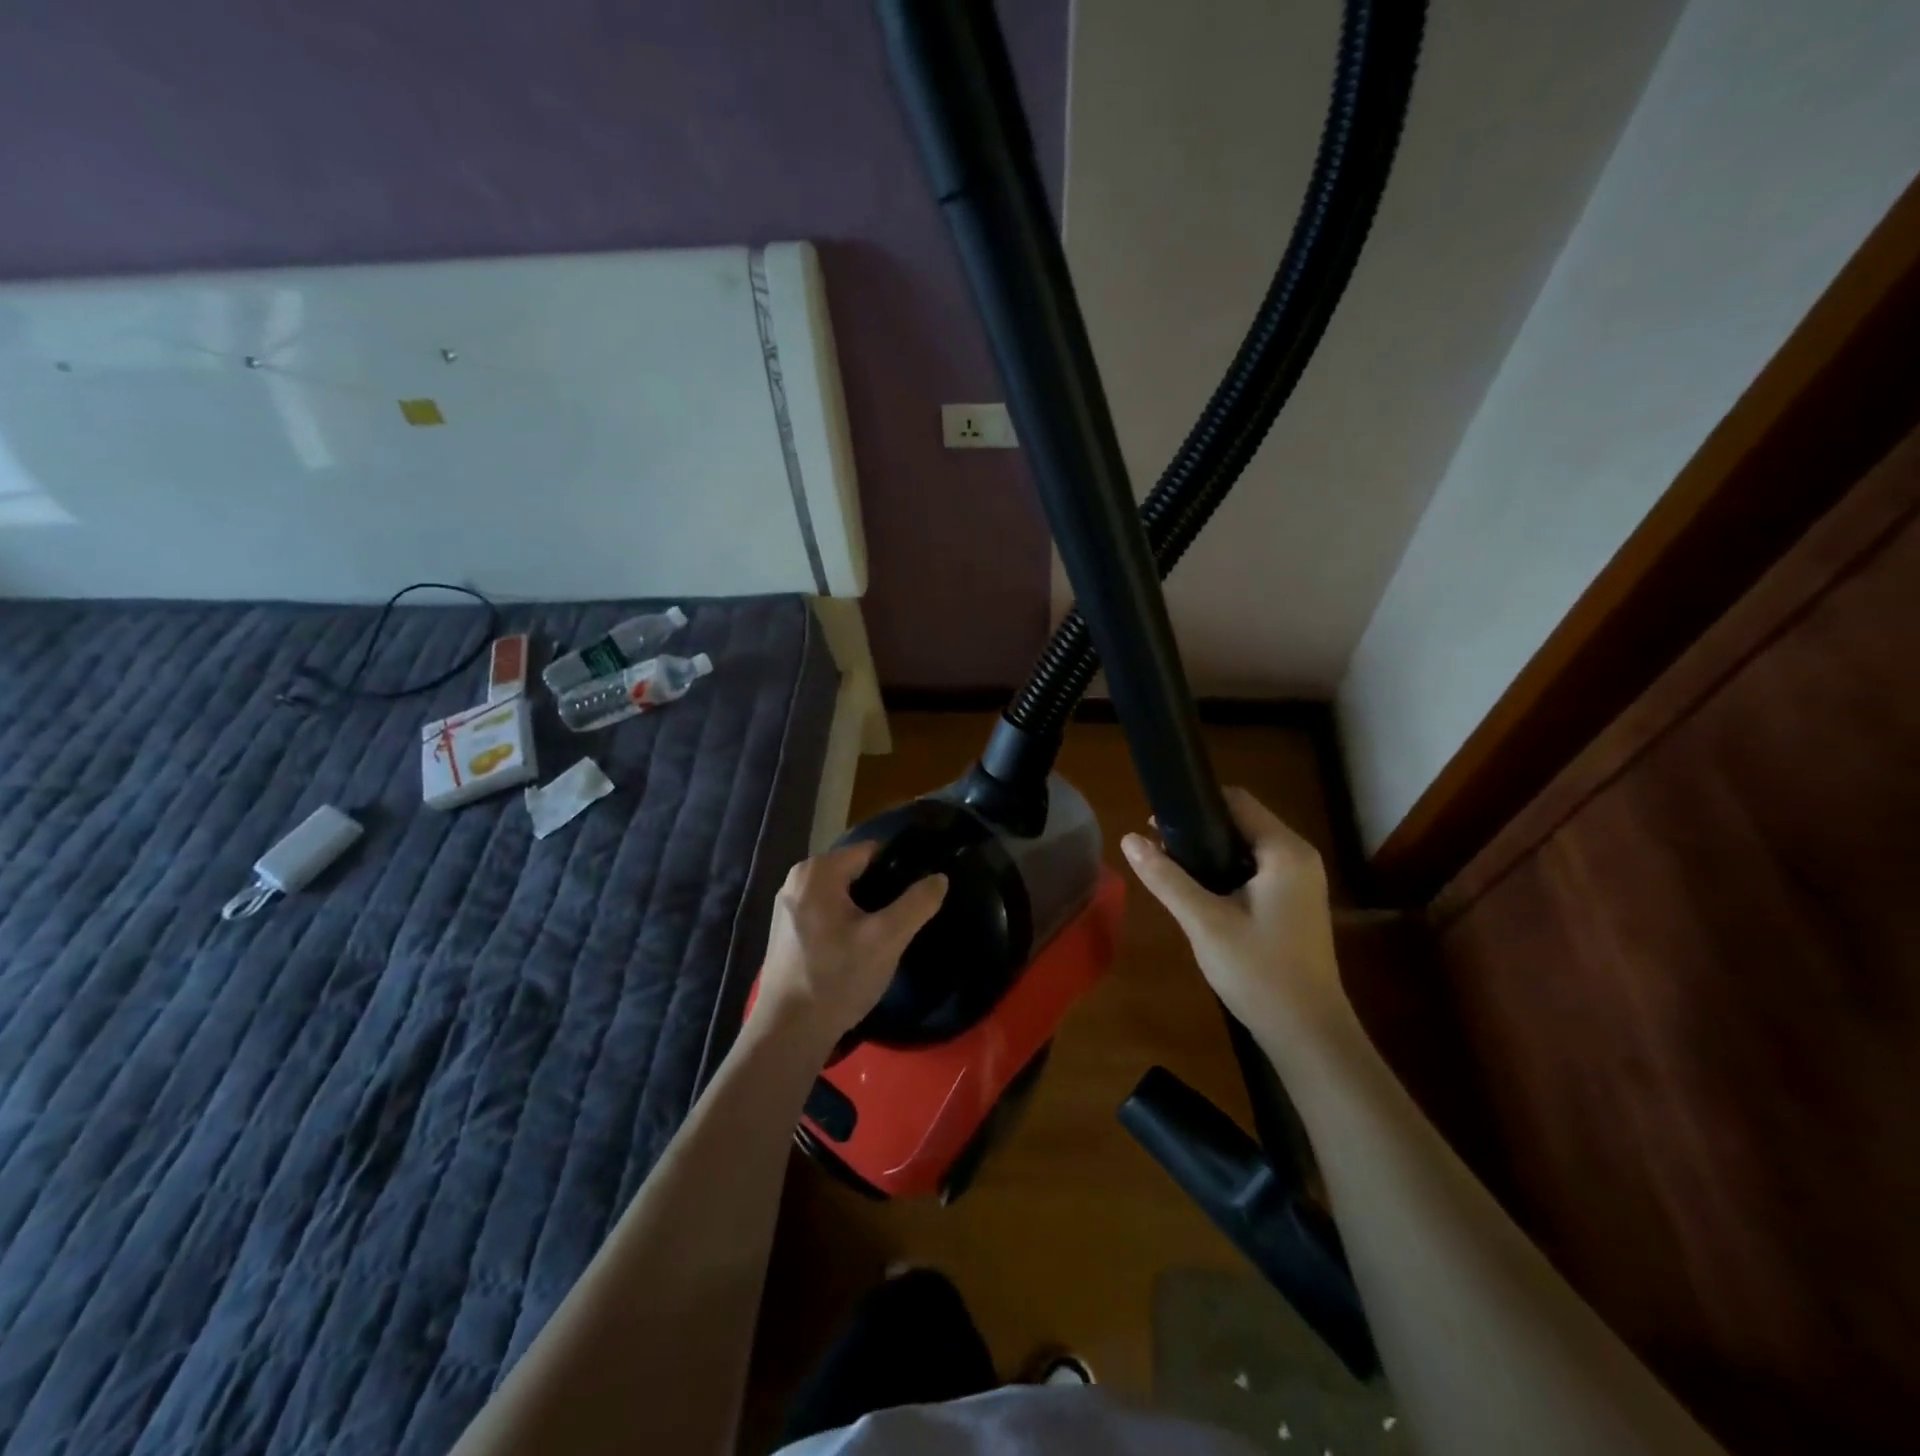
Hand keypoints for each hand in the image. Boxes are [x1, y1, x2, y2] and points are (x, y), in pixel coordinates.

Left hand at [756, 842, 947, 1050]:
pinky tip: (859, 948)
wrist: (788, 1032)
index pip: (872, 851)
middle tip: (906, 918)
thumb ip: (917, 903)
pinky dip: (845, 922)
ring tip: (887, 934)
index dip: (900, 868)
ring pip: (842, 894)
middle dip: (882, 890)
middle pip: (856, 872)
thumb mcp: (887, 939)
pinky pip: (826, 912)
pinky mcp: (786, 931)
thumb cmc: (838, 978)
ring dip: (865, 909)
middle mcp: (797, 879)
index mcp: (818, 871)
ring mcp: (788, 906)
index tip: (919, 892)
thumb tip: (939, 878)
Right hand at [1121, 787, 1353, 1054]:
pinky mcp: (1295, 904)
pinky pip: (1255, 870)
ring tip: (1171, 871)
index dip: (1194, 805)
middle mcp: (1298, 857)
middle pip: (1242, 822)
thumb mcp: (1204, 922)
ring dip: (1210, 853)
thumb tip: (1128, 839)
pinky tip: (1200, 894)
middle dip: (1198, 830)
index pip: (1237, 801)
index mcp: (1285, 852)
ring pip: (1246, 848)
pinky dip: (1226, 872)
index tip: (1156, 824)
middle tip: (1158, 851)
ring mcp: (1301, 882)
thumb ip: (1166, 878)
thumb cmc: (1258, 972)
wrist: (1308, 1035)